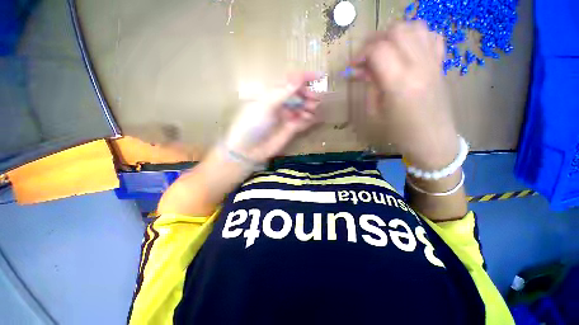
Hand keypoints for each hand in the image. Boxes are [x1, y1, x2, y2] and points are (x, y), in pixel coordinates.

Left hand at [223, 72, 321, 162]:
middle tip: (315, 100)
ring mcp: (286, 117)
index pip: (290, 82)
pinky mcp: (290, 129)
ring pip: (302, 108)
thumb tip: (299, 76)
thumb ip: (284, 92)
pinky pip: (303, 122)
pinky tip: (313, 119)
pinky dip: (309, 120)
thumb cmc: (253, 123)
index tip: (319, 77)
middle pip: (299, 95)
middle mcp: (281, 104)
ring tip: (312, 110)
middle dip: (308, 95)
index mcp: (273, 94)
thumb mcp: (266, 105)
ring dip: (309, 107)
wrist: (249, 148)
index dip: (304, 78)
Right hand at [352, 21, 458, 169]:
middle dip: (375, 40)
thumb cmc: (399, 132)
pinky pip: (431, 36)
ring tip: (384, 49)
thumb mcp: (376, 112)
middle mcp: (418, 65)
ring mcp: (433, 62)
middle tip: (366, 56)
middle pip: (396, 31)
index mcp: (399, 82)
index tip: (353, 65)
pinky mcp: (440, 64)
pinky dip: (415, 35)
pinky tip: (406, 48)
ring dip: (394, 34)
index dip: (361, 53)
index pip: (378, 50)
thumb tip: (361, 70)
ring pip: (414, 27)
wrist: (431, 139)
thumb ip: (370, 86)